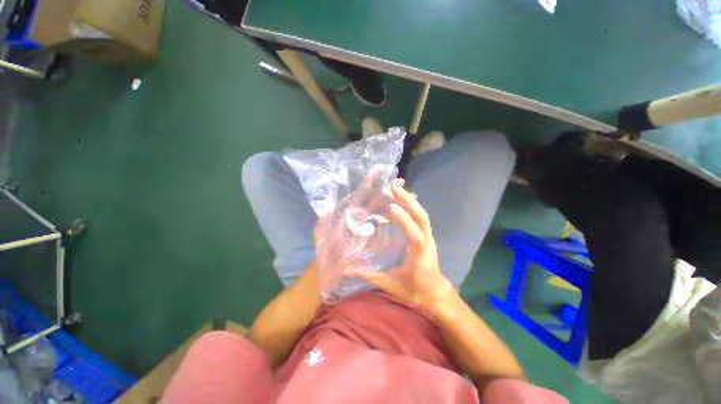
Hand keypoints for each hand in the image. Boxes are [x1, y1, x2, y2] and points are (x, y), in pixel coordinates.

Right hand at [345, 179, 454, 309]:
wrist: (435, 293)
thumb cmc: (413, 290)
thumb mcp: (390, 285)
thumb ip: (368, 276)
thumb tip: (347, 270)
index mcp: (418, 257)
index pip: (415, 237)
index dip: (405, 221)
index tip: (392, 207)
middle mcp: (427, 244)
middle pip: (422, 219)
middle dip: (409, 201)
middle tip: (393, 187)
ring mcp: (429, 238)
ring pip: (423, 216)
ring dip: (410, 200)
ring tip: (396, 188)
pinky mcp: (427, 235)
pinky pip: (421, 217)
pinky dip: (412, 206)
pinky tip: (403, 198)